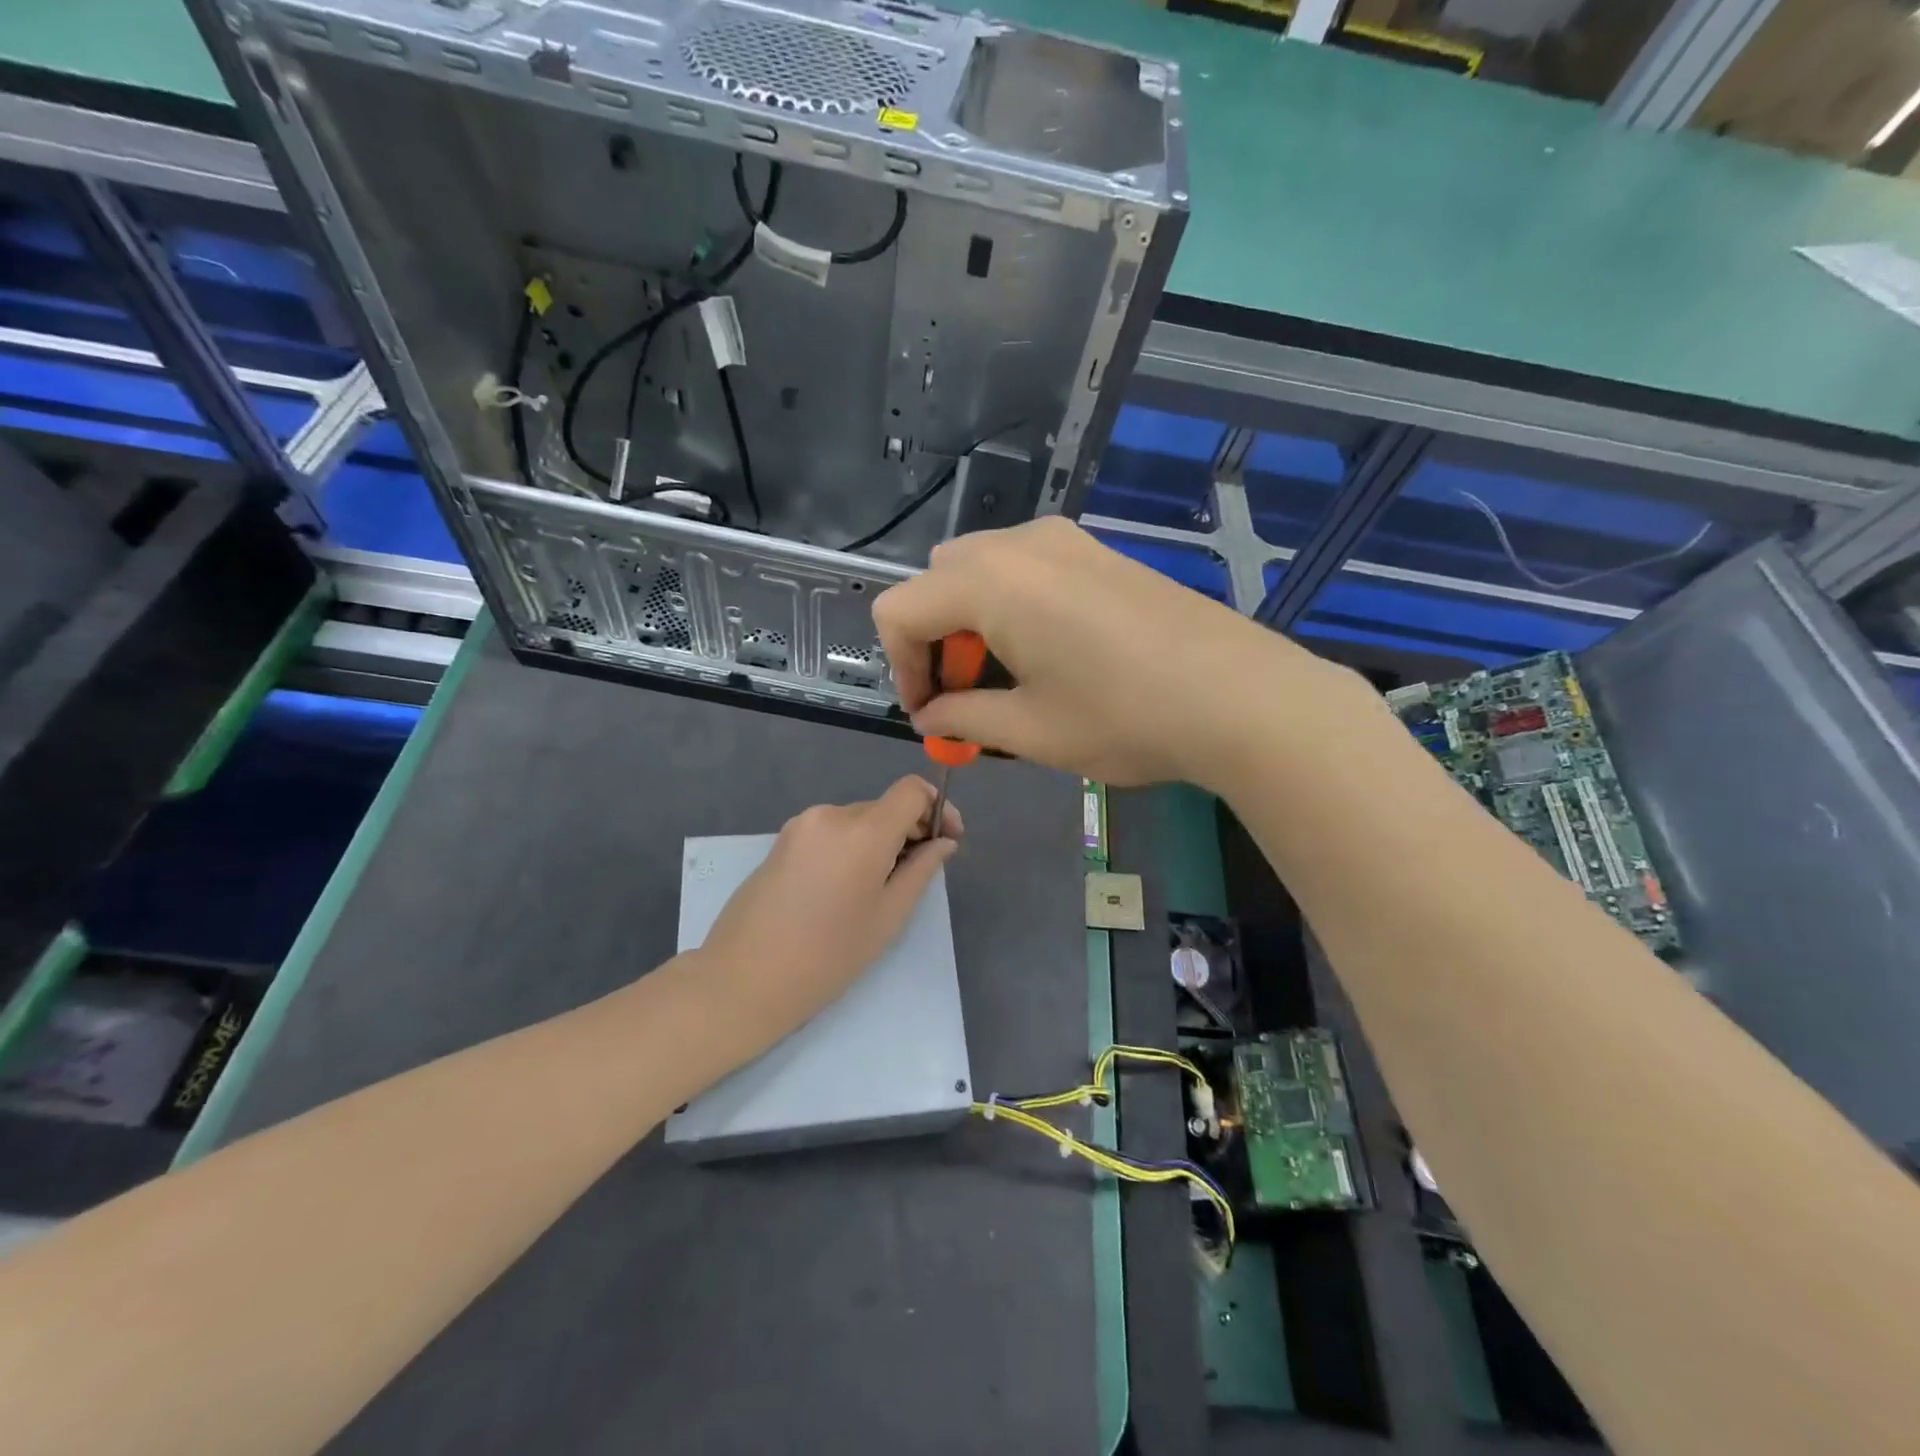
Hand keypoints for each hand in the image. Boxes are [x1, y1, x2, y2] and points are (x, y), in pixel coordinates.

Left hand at [690, 776, 961, 1055]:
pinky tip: (846, 887)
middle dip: (909, 830)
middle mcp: (831, 814)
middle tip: (919, 872)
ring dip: (878, 840)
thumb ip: (921, 871)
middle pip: (884, 807)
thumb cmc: (827, 956)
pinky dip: (850, 846)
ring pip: (857, 820)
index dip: (937, 808)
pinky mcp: (782, 840)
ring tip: (879, 887)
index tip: (946, 839)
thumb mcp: (887, 917)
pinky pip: (831, 831)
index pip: (912, 790)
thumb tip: (943, 843)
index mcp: (863, 830)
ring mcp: (802, 825)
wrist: (743, 979)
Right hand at [872, 518, 1344, 787]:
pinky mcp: (1098, 551)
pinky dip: (1011, 605)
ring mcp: (1065, 540)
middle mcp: (1019, 544)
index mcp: (988, 583)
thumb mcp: (1029, 729)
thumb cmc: (1122, 717)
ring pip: (982, 569)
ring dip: (972, 621)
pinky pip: (1026, 566)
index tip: (930, 715)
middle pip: (938, 581)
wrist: (1239, 695)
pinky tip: (1050, 651)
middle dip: (935, 640)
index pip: (899, 611)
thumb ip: (962, 717)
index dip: (901, 668)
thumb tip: (929, 717)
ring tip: (1008, 677)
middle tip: (967, 694)